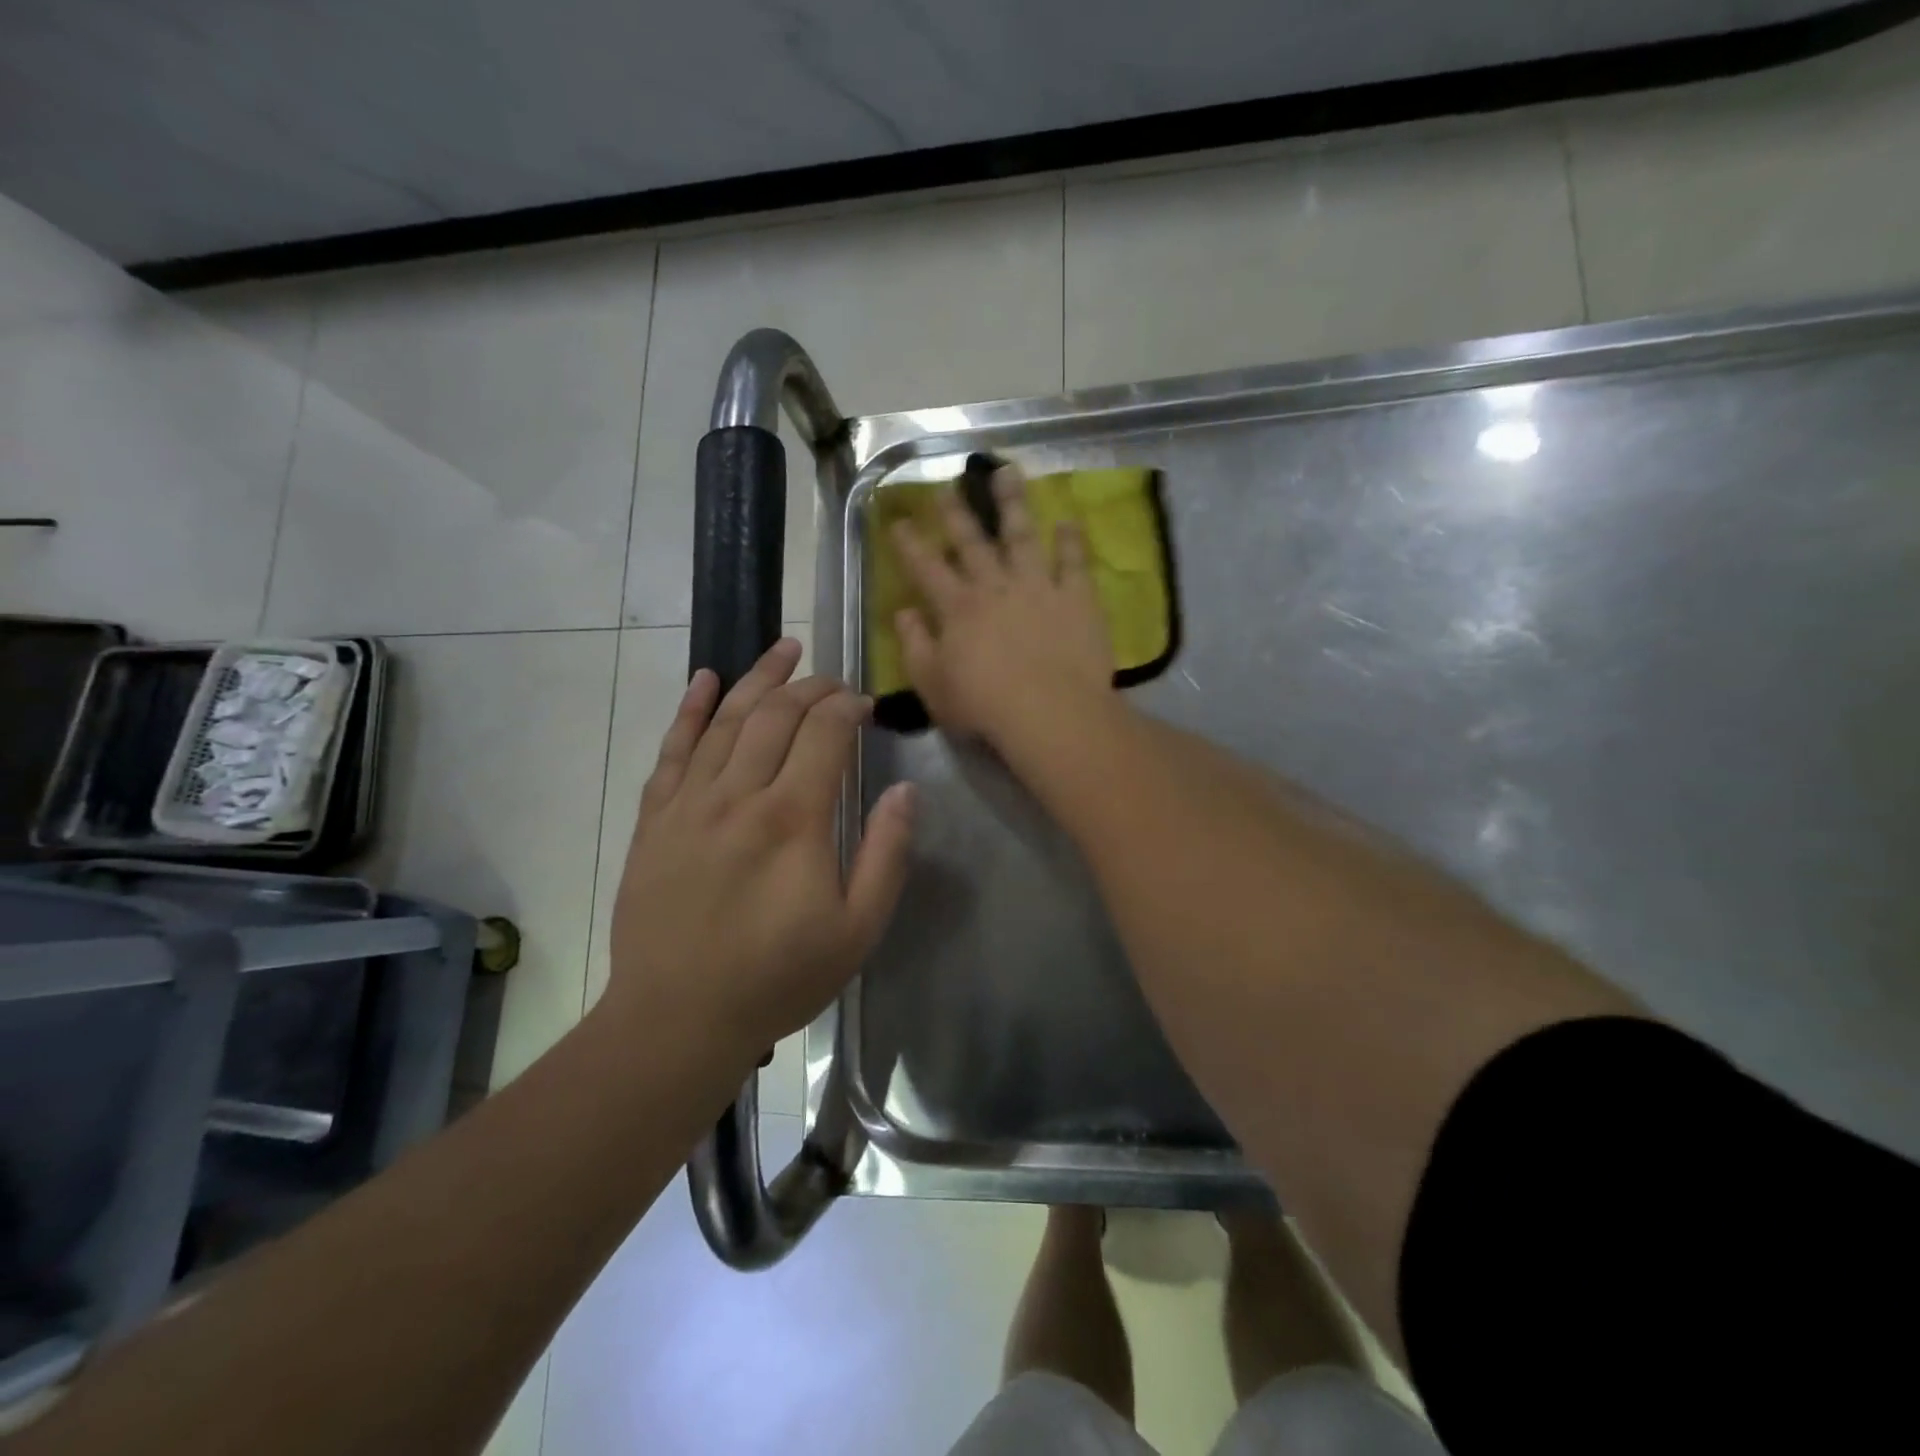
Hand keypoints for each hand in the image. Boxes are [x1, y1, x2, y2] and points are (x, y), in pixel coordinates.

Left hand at [605, 639, 913, 1064]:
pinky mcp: (655, 818)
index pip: (825, 734)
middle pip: (777, 715)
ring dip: (758, 678)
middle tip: (834, 680)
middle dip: (811, 686)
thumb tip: (906, 790)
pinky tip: (705, 681)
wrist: (677, 1018)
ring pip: (727, 719)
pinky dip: (690, 710)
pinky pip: (672, 749)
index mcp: (793, 819)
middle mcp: (739, 794)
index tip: (866, 705)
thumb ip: (886, 855)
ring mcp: (689, 802)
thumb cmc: (777, 977)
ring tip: (785, 649)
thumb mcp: (857, 930)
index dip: (848, 708)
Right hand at [891, 464, 1113, 748]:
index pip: (926, 568)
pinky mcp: (1076, 598)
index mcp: (957, 609)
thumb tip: (904, 613)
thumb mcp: (933, 685)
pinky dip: (1071, 540)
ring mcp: (1038, 587)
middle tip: (948, 486)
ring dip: (1013, 503)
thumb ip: (915, 646)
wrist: (1050, 713)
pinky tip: (1068, 521)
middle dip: (957, 513)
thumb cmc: (984, 707)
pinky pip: (1074, 562)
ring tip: (1008, 472)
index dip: (910, 543)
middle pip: (972, 542)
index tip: (899, 520)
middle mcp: (994, 587)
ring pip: (1022, 535)